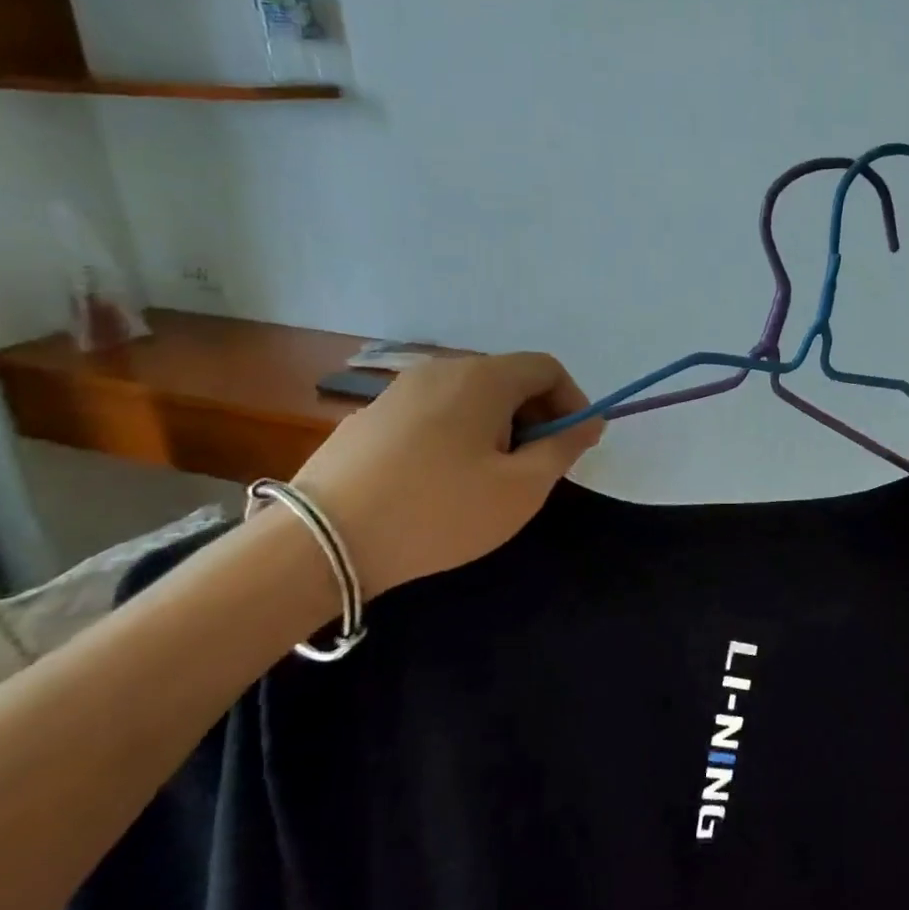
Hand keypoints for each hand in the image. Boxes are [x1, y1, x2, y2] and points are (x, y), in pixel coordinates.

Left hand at [292, 353, 601, 598]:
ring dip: (498, 426)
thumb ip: (562, 449)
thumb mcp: (520, 489)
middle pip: (509, 379)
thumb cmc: (439, 512)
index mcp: (483, 378)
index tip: (576, 445)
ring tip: (492, 476)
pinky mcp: (371, 417)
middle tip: (538, 466)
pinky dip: (459, 434)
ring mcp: (400, 391)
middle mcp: (441, 370)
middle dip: (536, 416)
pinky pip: (435, 413)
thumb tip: (587, 423)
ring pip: (470, 397)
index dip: (573, 402)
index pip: (547, 368)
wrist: (321, 541)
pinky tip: (443, 480)